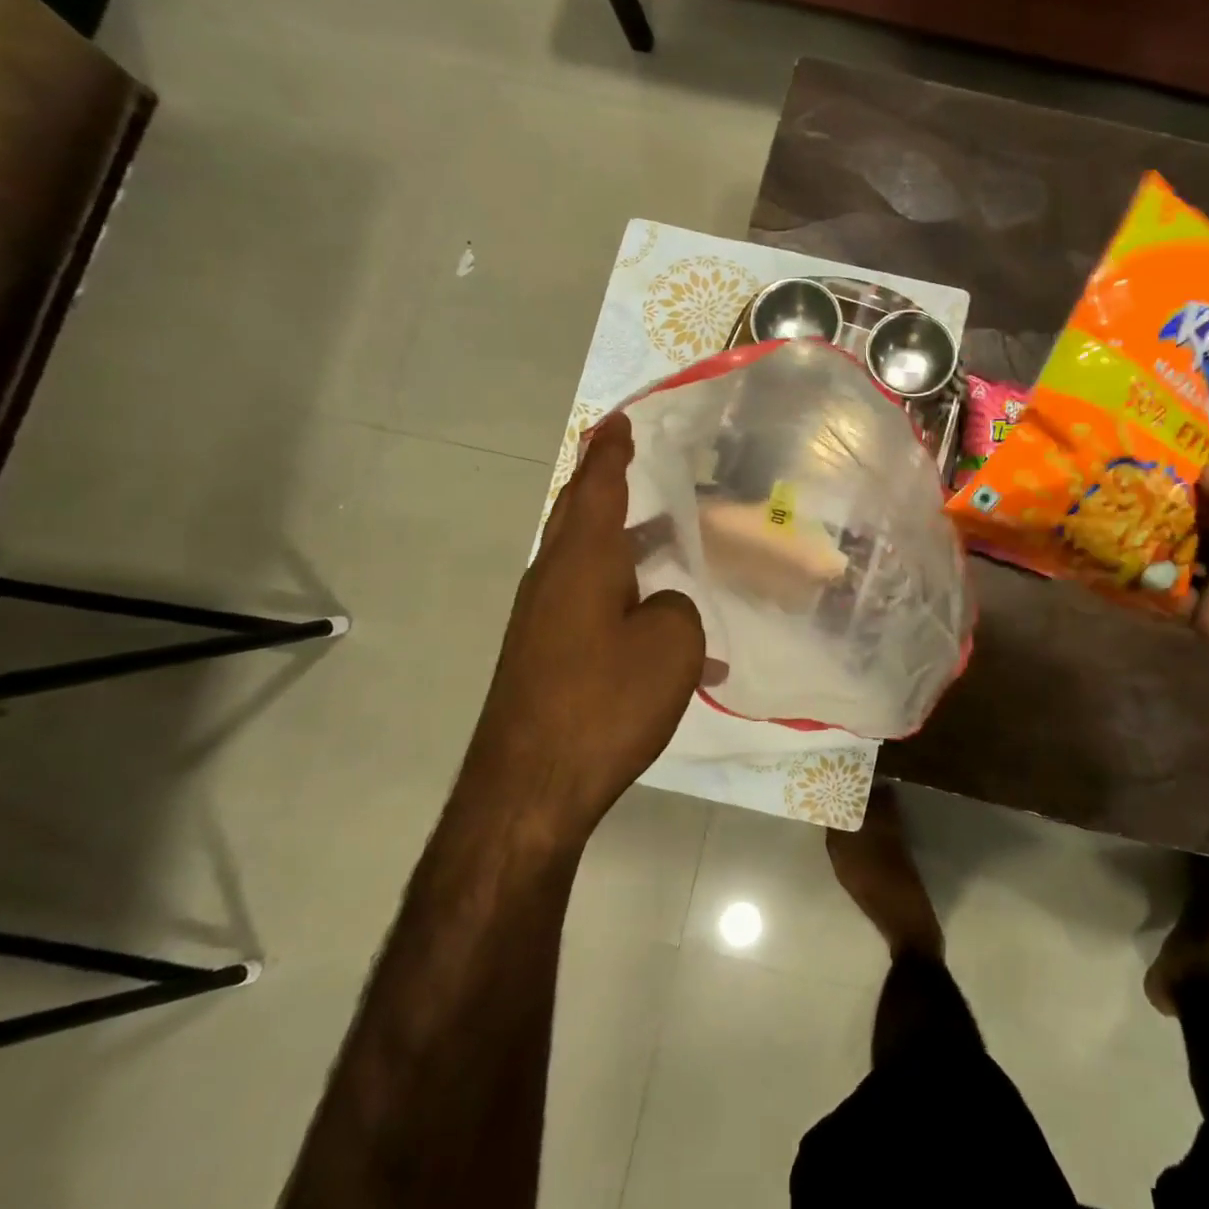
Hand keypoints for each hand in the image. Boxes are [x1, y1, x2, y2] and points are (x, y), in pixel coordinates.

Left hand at [475, 413, 704, 842]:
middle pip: (580, 516)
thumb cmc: (604, 702)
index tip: (618, 420)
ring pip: (590, 564)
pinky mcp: (546, 656)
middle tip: (629, 459)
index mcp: (582, 560)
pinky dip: (629, 604)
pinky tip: (669, 640)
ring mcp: (545, 621)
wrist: (530, 788)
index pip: (598, 487)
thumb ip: (677, 610)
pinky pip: (594, 608)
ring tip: (668, 541)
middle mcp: (555, 579)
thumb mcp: (671, 646)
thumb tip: (662, 609)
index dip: (612, 452)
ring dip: (627, 548)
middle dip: (605, 485)